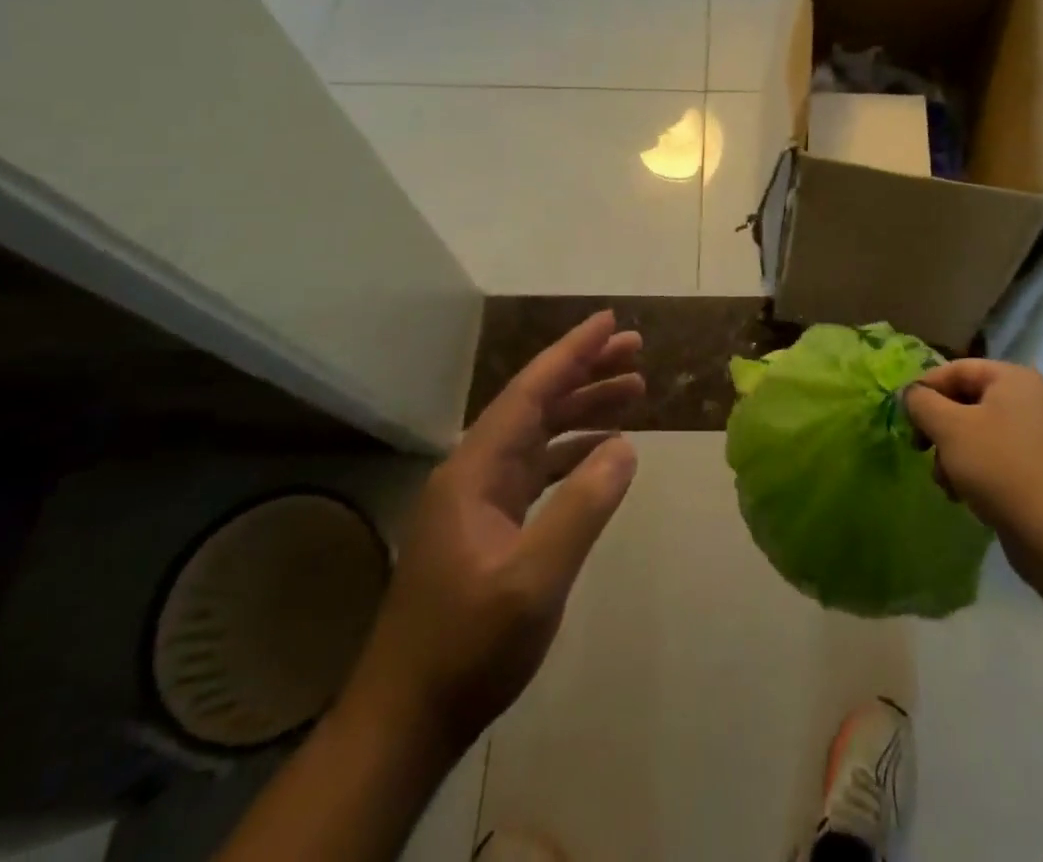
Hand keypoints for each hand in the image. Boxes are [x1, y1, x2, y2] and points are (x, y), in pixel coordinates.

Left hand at [344, 311, 643, 747]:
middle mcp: (474, 471)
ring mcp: (479, 500)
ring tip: (634, 391)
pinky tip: (604, 452)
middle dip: (586, 372)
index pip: (530, 392)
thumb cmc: (467, 646)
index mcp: (475, 469)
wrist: (405, 721)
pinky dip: (573, 451)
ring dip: (584, 409)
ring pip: (539, 434)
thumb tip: (625, 446)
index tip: (609, 321)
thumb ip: (582, 506)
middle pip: (536, 404)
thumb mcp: (533, 579)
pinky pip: (538, 468)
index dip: (571, 352)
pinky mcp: (488, 527)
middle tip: (637, 351)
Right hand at [903, 359, 1042, 584]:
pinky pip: (994, 455)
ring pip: (976, 431)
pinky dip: (973, 469)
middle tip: (920, 449)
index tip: (904, 417)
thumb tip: (910, 394)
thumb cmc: (997, 466)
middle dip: (939, 428)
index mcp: (1012, 378)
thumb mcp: (949, 428)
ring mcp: (1036, 433)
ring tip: (945, 482)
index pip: (956, 369)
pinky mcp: (1037, 467)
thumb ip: (922, 403)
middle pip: (965, 401)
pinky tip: (962, 495)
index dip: (925, 389)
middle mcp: (1028, 398)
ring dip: (951, 454)